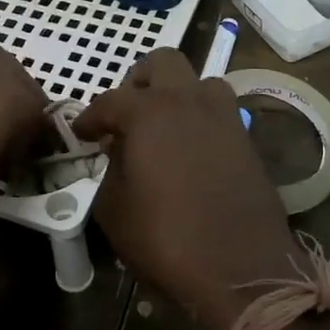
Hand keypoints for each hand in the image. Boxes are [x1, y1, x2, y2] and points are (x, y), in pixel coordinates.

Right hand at [73, 50, 299, 329]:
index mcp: (149, 112)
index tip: (81, 133)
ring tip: (164, 126)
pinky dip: (202, 118)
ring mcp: (224, 116)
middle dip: (140, 80)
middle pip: (163, 62)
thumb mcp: (114, 209)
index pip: (109, 101)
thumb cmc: (166, 238)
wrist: (241, 268)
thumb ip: (110, 169)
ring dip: (179, 93)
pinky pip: (220, 112)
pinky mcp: (247, 138)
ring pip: (200, 81)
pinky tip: (191, 149)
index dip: (90, 117)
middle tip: (127, 113)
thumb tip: (116, 151)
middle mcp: (188, 100)